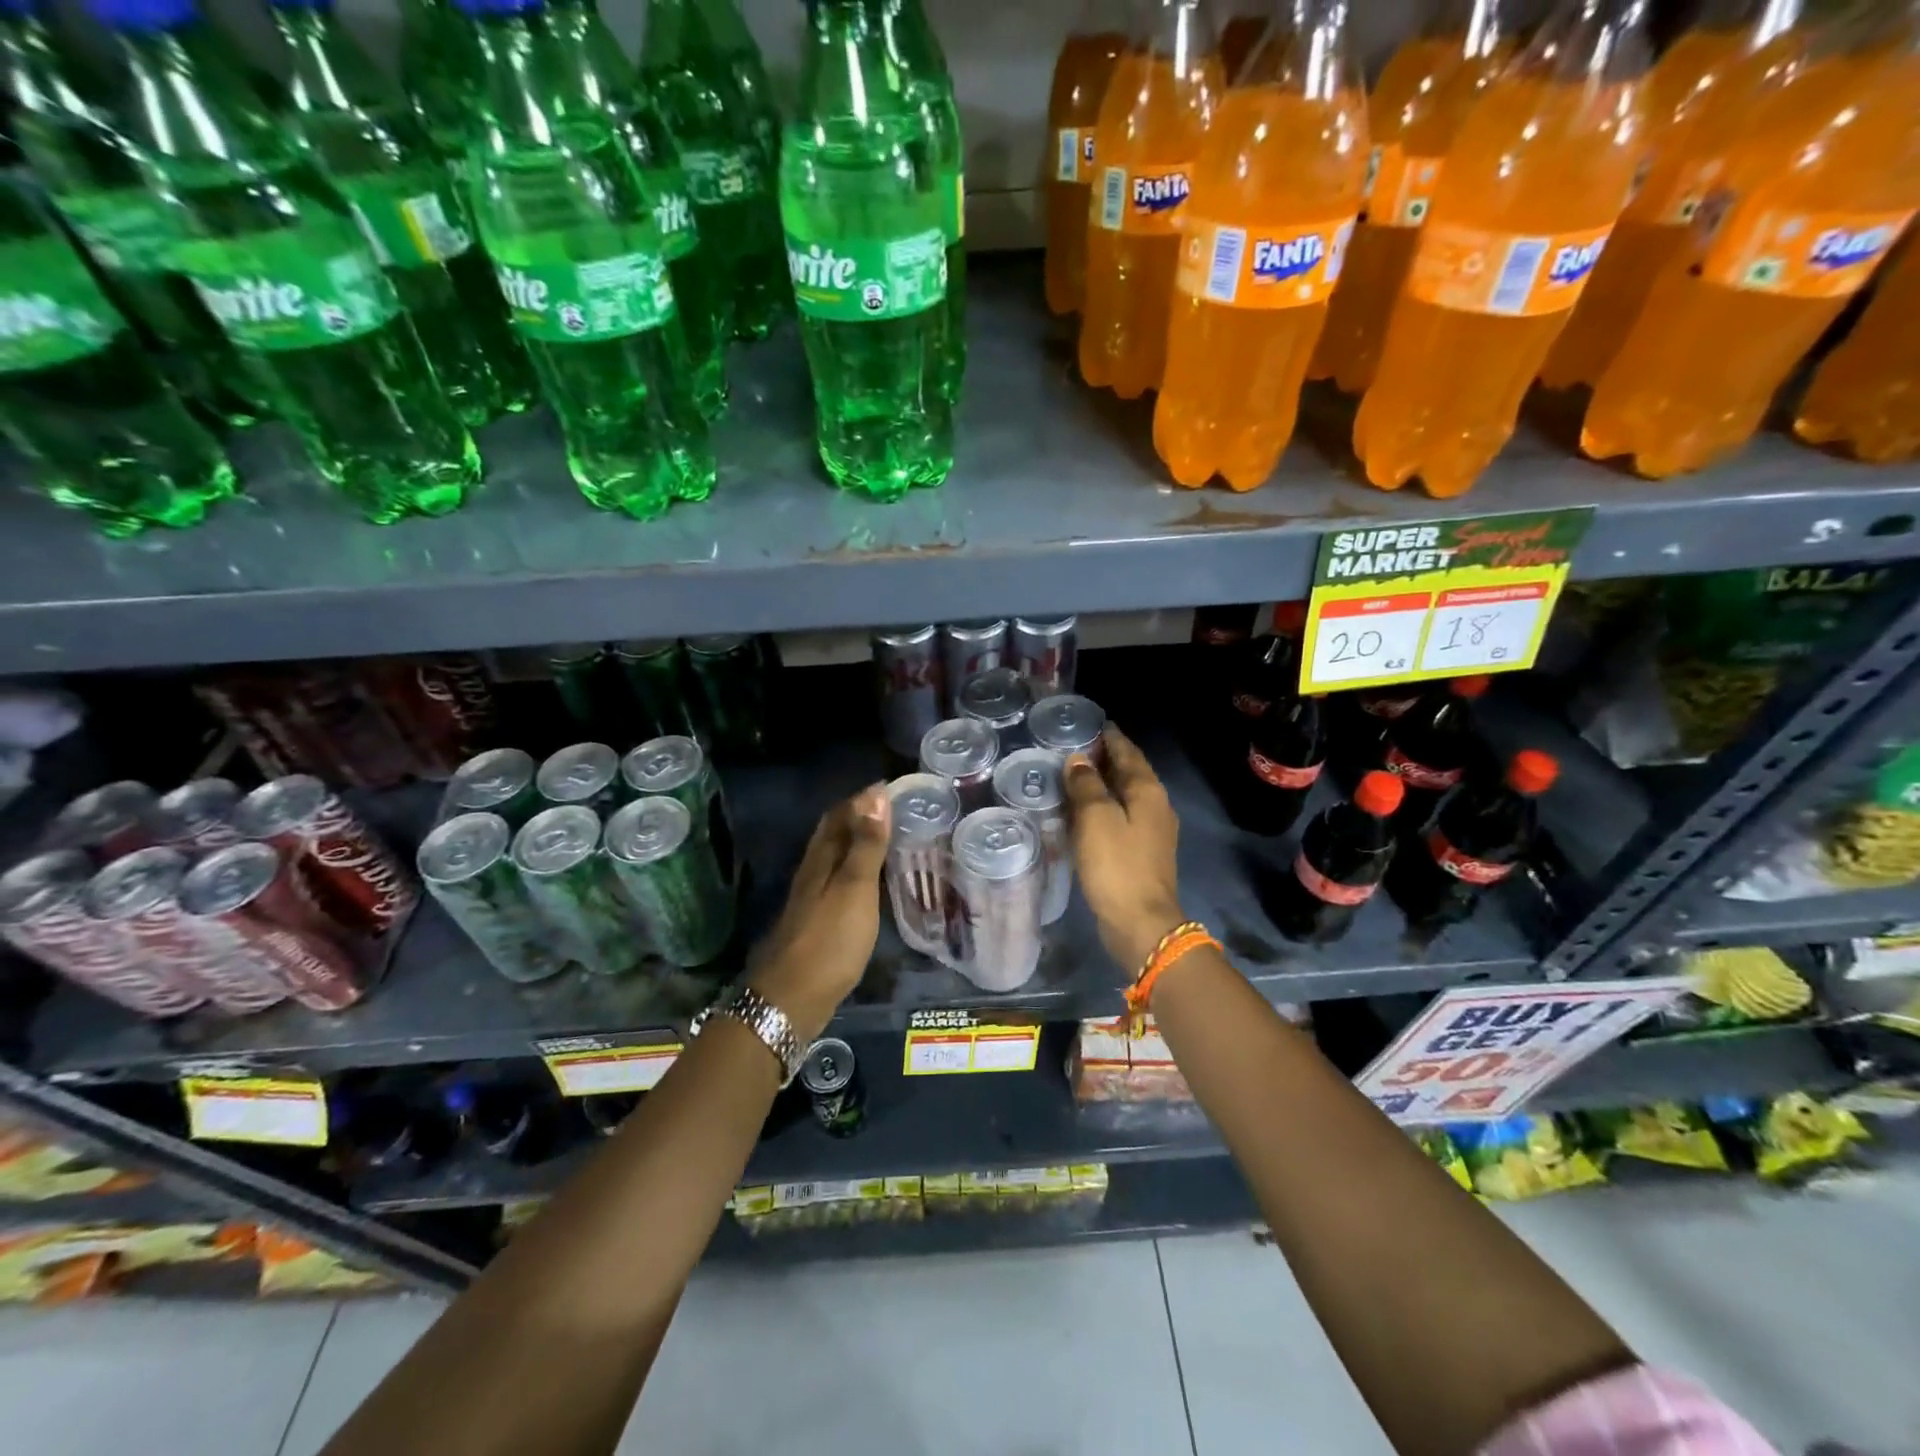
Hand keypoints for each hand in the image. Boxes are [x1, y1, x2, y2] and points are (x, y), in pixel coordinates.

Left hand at [747, 783, 890, 1041]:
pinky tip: (871, 882)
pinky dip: (857, 870)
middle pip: (833, 834)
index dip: (863, 799)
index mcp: (821, 859)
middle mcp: (813, 872)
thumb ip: (867, 845)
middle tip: (894, 810)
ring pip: (835, 858)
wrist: (792, 999)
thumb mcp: (855, 889)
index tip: (892, 787)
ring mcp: (812, 898)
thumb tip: (876, 795)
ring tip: (889, 839)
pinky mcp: (818, 921)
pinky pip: (839, 881)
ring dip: (858, 842)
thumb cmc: (829, 940)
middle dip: (859, 816)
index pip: (839, 814)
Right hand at [1062, 726, 1185, 972]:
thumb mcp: (1095, 819)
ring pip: (1125, 795)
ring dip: (1103, 783)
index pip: (1127, 751)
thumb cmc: (1116, 865)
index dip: (1108, 736)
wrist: (1141, 923)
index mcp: (1147, 790)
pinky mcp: (1143, 852)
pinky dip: (1104, 807)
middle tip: (1072, 747)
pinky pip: (1121, 817)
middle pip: (1129, 772)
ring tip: (1073, 776)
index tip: (1087, 723)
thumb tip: (1079, 760)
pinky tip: (1083, 812)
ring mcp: (1153, 830)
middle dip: (1104, 757)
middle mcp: (1156, 805)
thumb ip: (1086, 785)